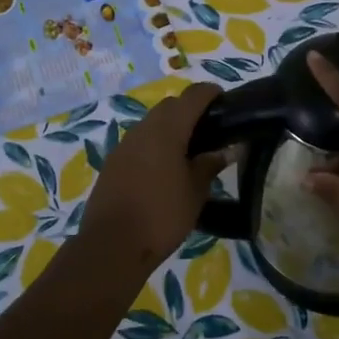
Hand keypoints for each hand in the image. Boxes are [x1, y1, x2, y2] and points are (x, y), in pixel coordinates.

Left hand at [81, 83, 228, 268]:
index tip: (225, 102)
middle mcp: (143, 129)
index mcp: (167, 129)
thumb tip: (227, 150)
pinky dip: (155, 145)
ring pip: (152, 123)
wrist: (112, 244)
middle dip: (190, 110)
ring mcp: (124, 145)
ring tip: (190, 152)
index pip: (193, 96)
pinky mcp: (113, 162)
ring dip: (171, 128)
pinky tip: (165, 169)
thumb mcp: (195, 192)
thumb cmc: (162, 215)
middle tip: (211, 131)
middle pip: (170, 106)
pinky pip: (139, 142)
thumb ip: (210, 165)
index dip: (211, 93)